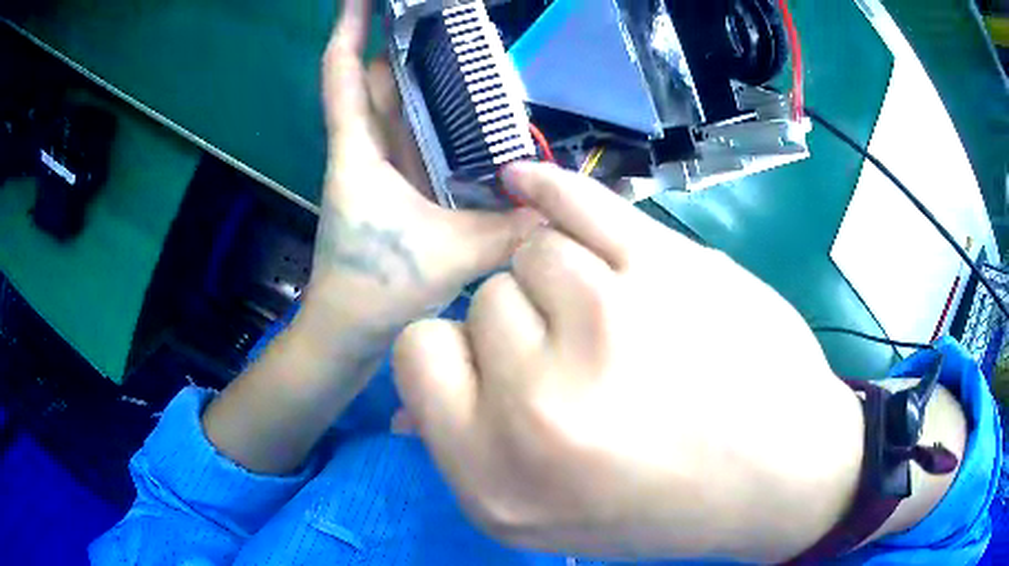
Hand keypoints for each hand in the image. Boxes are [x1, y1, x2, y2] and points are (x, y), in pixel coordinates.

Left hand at [307, 0, 538, 332]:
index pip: (341, 74)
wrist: (348, 331)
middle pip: (377, 81)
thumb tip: (565, 211)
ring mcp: (379, 168)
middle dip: (402, 43)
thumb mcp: (449, 256)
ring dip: (421, 77)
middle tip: (440, 16)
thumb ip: (511, 232)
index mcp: (358, 152)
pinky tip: (470, 111)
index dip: (347, 28)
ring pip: (397, 107)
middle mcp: (364, 150)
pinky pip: (415, 138)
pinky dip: (436, 118)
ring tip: (461, 49)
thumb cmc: (376, 289)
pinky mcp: (394, 188)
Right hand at [394, 163, 864, 562]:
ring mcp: (610, 327)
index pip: (417, 354)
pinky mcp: (667, 270)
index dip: (452, 352)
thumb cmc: (663, 505)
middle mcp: (538, 408)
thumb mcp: (545, 516)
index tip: (495, 366)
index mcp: (494, 476)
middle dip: (522, 324)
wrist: (779, 473)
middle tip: (586, 364)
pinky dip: (549, 189)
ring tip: (623, 325)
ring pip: (535, 251)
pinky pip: (579, 202)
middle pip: (483, 301)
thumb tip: (405, 408)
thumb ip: (467, 453)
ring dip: (566, 281)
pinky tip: (527, 183)